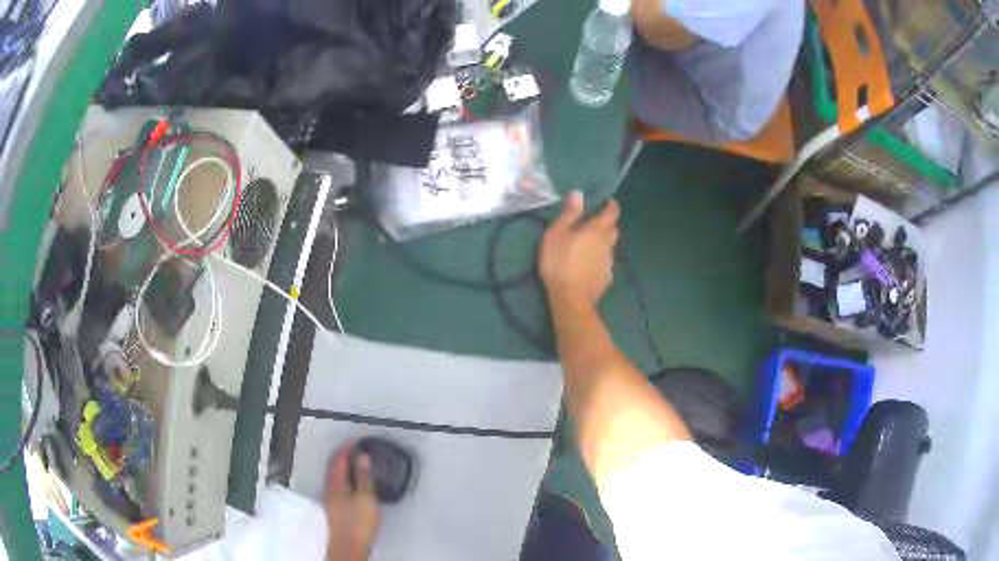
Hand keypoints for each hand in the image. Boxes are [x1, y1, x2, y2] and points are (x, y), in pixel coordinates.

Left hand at [324, 441, 379, 560]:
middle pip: (334, 464)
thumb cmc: (359, 522)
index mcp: (336, 482)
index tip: (360, 436)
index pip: (339, 457)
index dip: (348, 445)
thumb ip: (364, 477)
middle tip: (360, 445)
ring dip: (345, 463)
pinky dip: (346, 474)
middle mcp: (329, 486)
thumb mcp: (366, 499)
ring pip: (335, 473)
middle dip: (345, 452)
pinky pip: (338, 481)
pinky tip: (356, 479)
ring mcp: (330, 497)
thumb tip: (362, 456)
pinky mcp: (334, 506)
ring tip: (359, 459)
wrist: (349, 548)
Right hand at [539, 190, 619, 307]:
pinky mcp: (606, 279)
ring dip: (604, 243)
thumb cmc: (560, 262)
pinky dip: (600, 260)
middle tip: (597, 222)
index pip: (611, 213)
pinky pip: (606, 263)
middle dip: (608, 224)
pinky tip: (591, 265)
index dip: (611, 206)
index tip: (609, 202)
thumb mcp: (557, 234)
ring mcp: (608, 263)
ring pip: (610, 247)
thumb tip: (578, 193)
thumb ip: (569, 214)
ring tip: (592, 244)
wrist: (571, 298)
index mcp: (596, 230)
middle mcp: (607, 244)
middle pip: (613, 230)